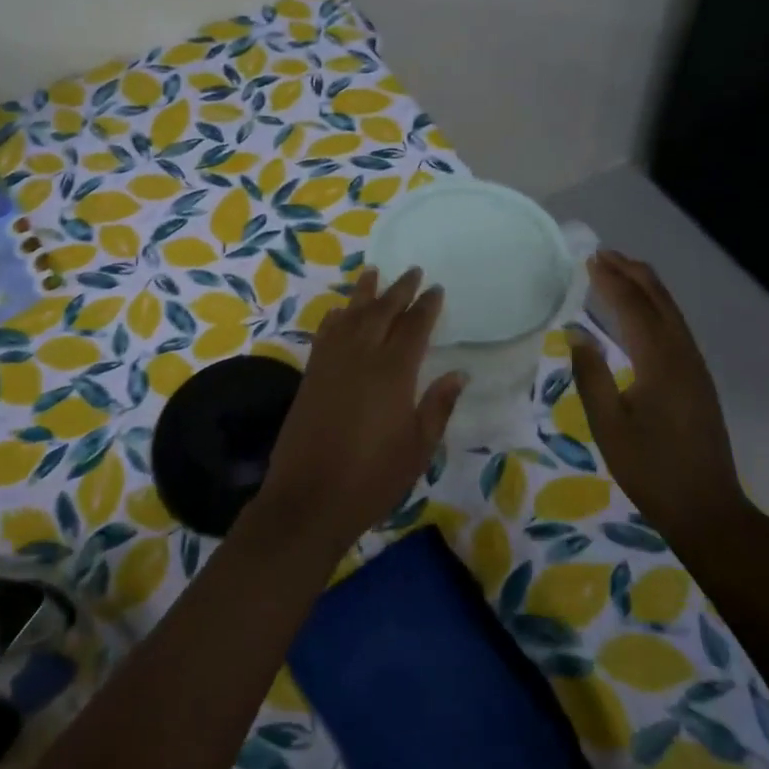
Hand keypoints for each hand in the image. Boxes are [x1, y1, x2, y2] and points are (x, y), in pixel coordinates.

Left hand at [248, 267, 463, 559]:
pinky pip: (325, 334)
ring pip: (349, 315)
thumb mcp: (418, 447)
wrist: (310, 497)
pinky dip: (334, 318)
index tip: (435, 288)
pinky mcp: (311, 375)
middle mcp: (361, 356)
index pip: (414, 327)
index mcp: (393, 371)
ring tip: (372, 272)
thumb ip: (438, 406)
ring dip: (363, 294)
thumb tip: (459, 374)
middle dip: (398, 290)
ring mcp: (331, 363)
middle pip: (381, 311)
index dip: (426, 306)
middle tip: (411, 271)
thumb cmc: (373, 477)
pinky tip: (338, 312)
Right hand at [566, 249, 746, 544]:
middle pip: (659, 300)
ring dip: (646, 287)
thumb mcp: (608, 424)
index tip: (589, 259)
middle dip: (632, 273)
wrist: (706, 507)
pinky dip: (656, 306)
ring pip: (671, 312)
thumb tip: (575, 331)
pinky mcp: (697, 378)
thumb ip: (591, 374)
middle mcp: (682, 354)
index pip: (633, 306)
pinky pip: (675, 327)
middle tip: (603, 254)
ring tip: (620, 271)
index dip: (611, 280)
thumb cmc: (650, 468)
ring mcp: (694, 366)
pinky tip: (642, 312)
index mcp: (659, 361)